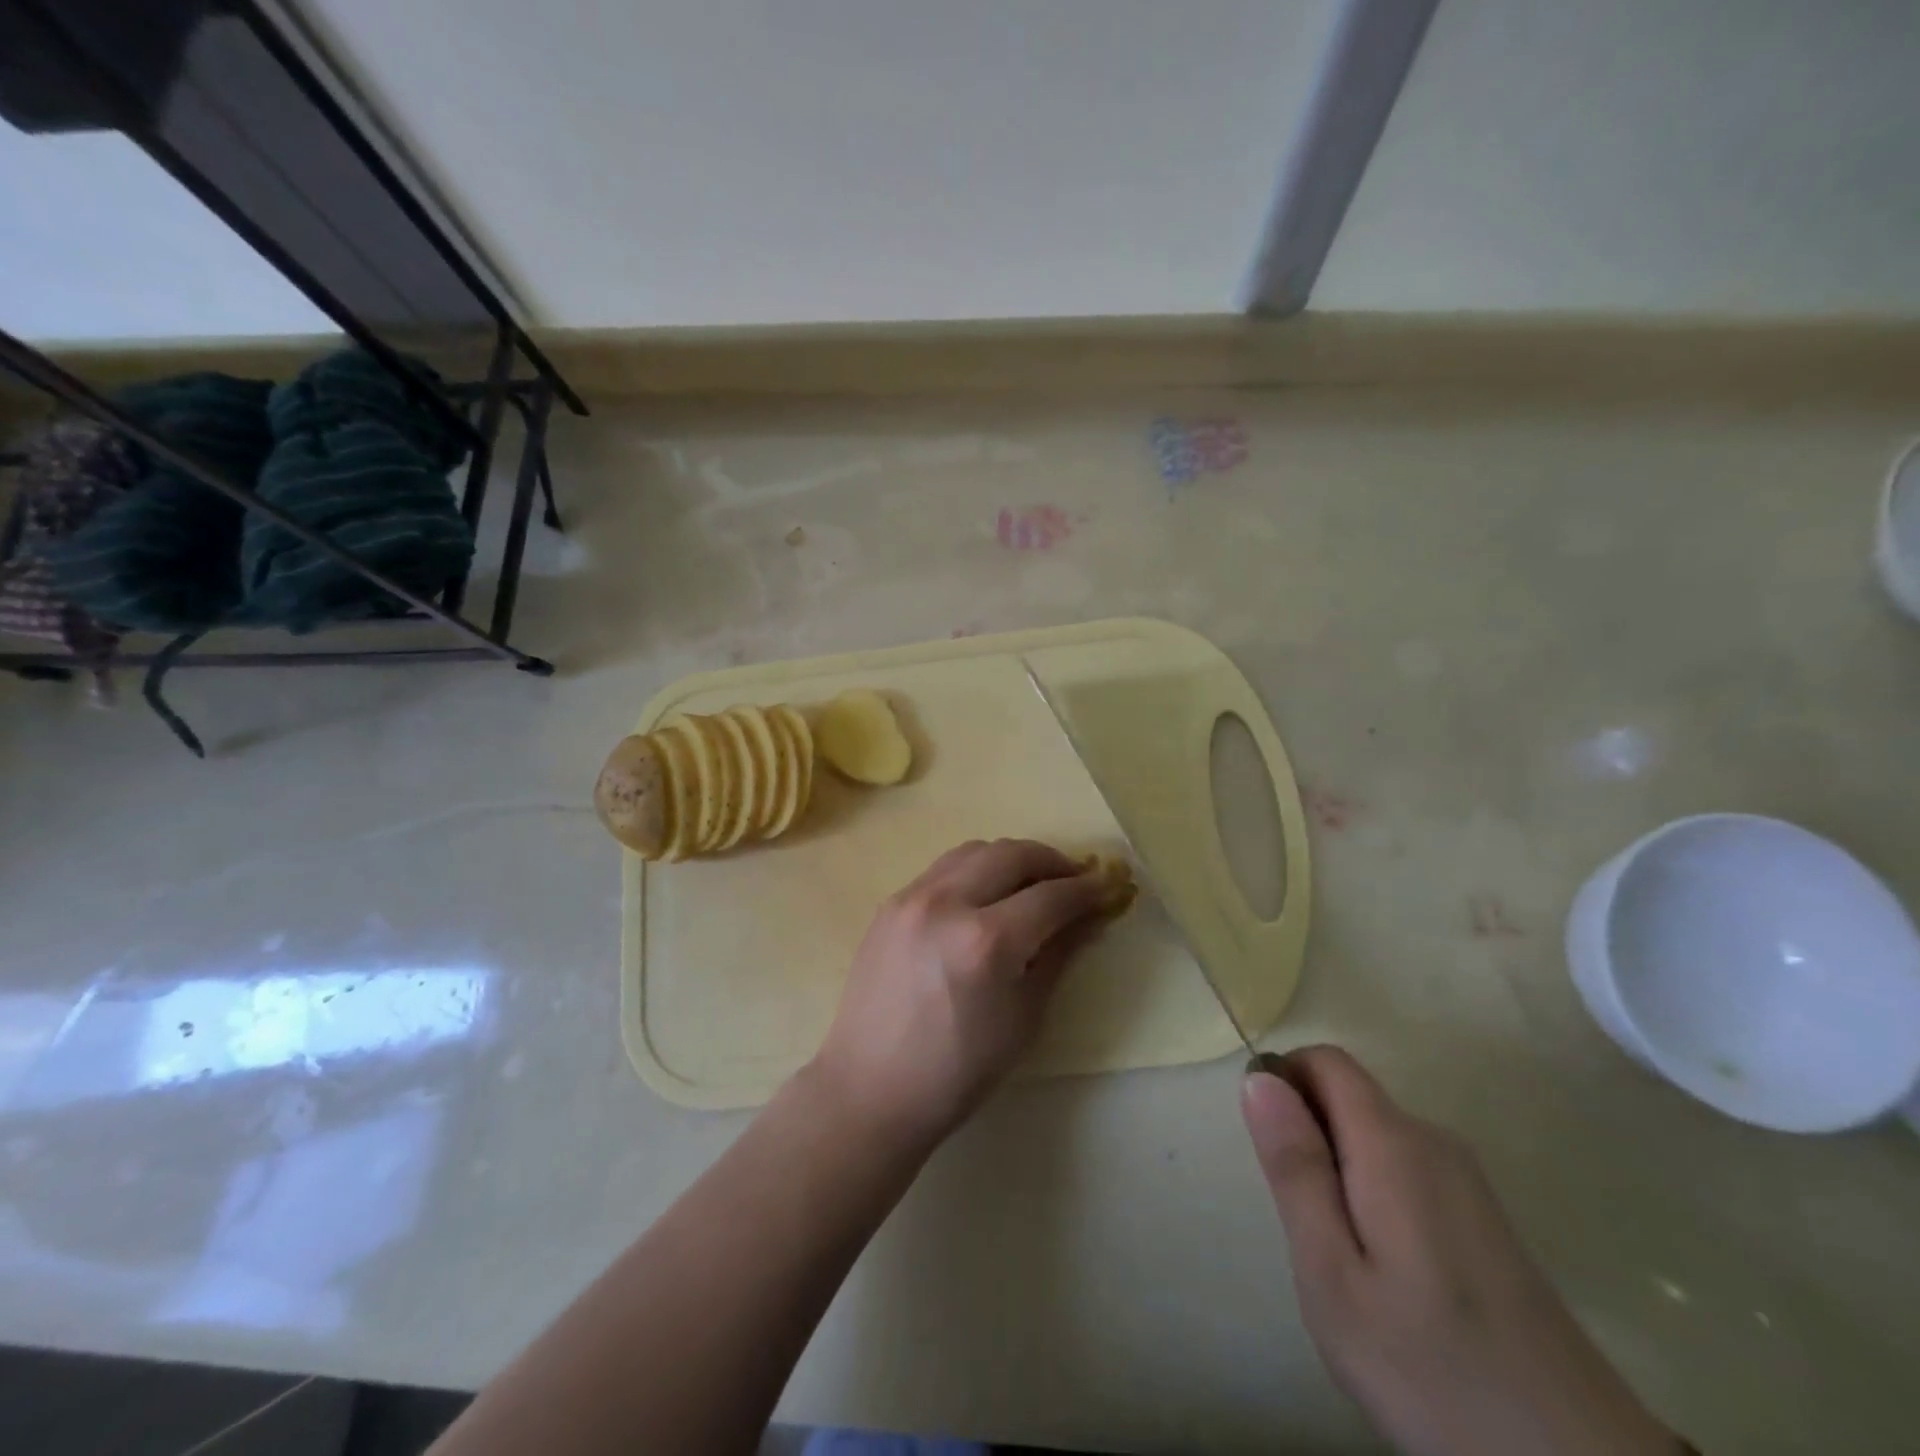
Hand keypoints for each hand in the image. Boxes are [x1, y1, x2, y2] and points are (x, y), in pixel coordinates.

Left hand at [810, 839, 1116, 1144]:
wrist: (872, 1088)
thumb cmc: (958, 1069)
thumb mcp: (1024, 1016)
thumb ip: (1059, 954)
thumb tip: (1091, 916)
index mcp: (985, 941)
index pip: (1050, 896)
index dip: (1086, 890)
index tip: (1109, 886)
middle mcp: (946, 902)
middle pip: (1012, 855)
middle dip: (1052, 862)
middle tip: (1074, 881)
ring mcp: (912, 896)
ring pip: (975, 851)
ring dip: (1012, 859)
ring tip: (1032, 884)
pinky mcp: (891, 902)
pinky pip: (944, 868)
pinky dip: (976, 870)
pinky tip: (986, 897)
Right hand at [1243, 1047, 1683, 1455]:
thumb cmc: (1430, 1366)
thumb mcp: (1332, 1272)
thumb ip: (1295, 1166)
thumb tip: (1259, 1078)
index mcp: (1394, 1142)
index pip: (1326, 1060)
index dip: (1285, 1081)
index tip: (1270, 1150)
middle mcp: (1434, 1141)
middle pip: (1350, 1096)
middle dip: (1310, 1137)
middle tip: (1306, 1225)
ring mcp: (1468, 1181)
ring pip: (1375, 1137)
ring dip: (1340, 1171)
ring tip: (1345, 1260)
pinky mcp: (1487, 1220)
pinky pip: (1406, 1171)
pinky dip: (1375, 1196)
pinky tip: (1389, 1276)